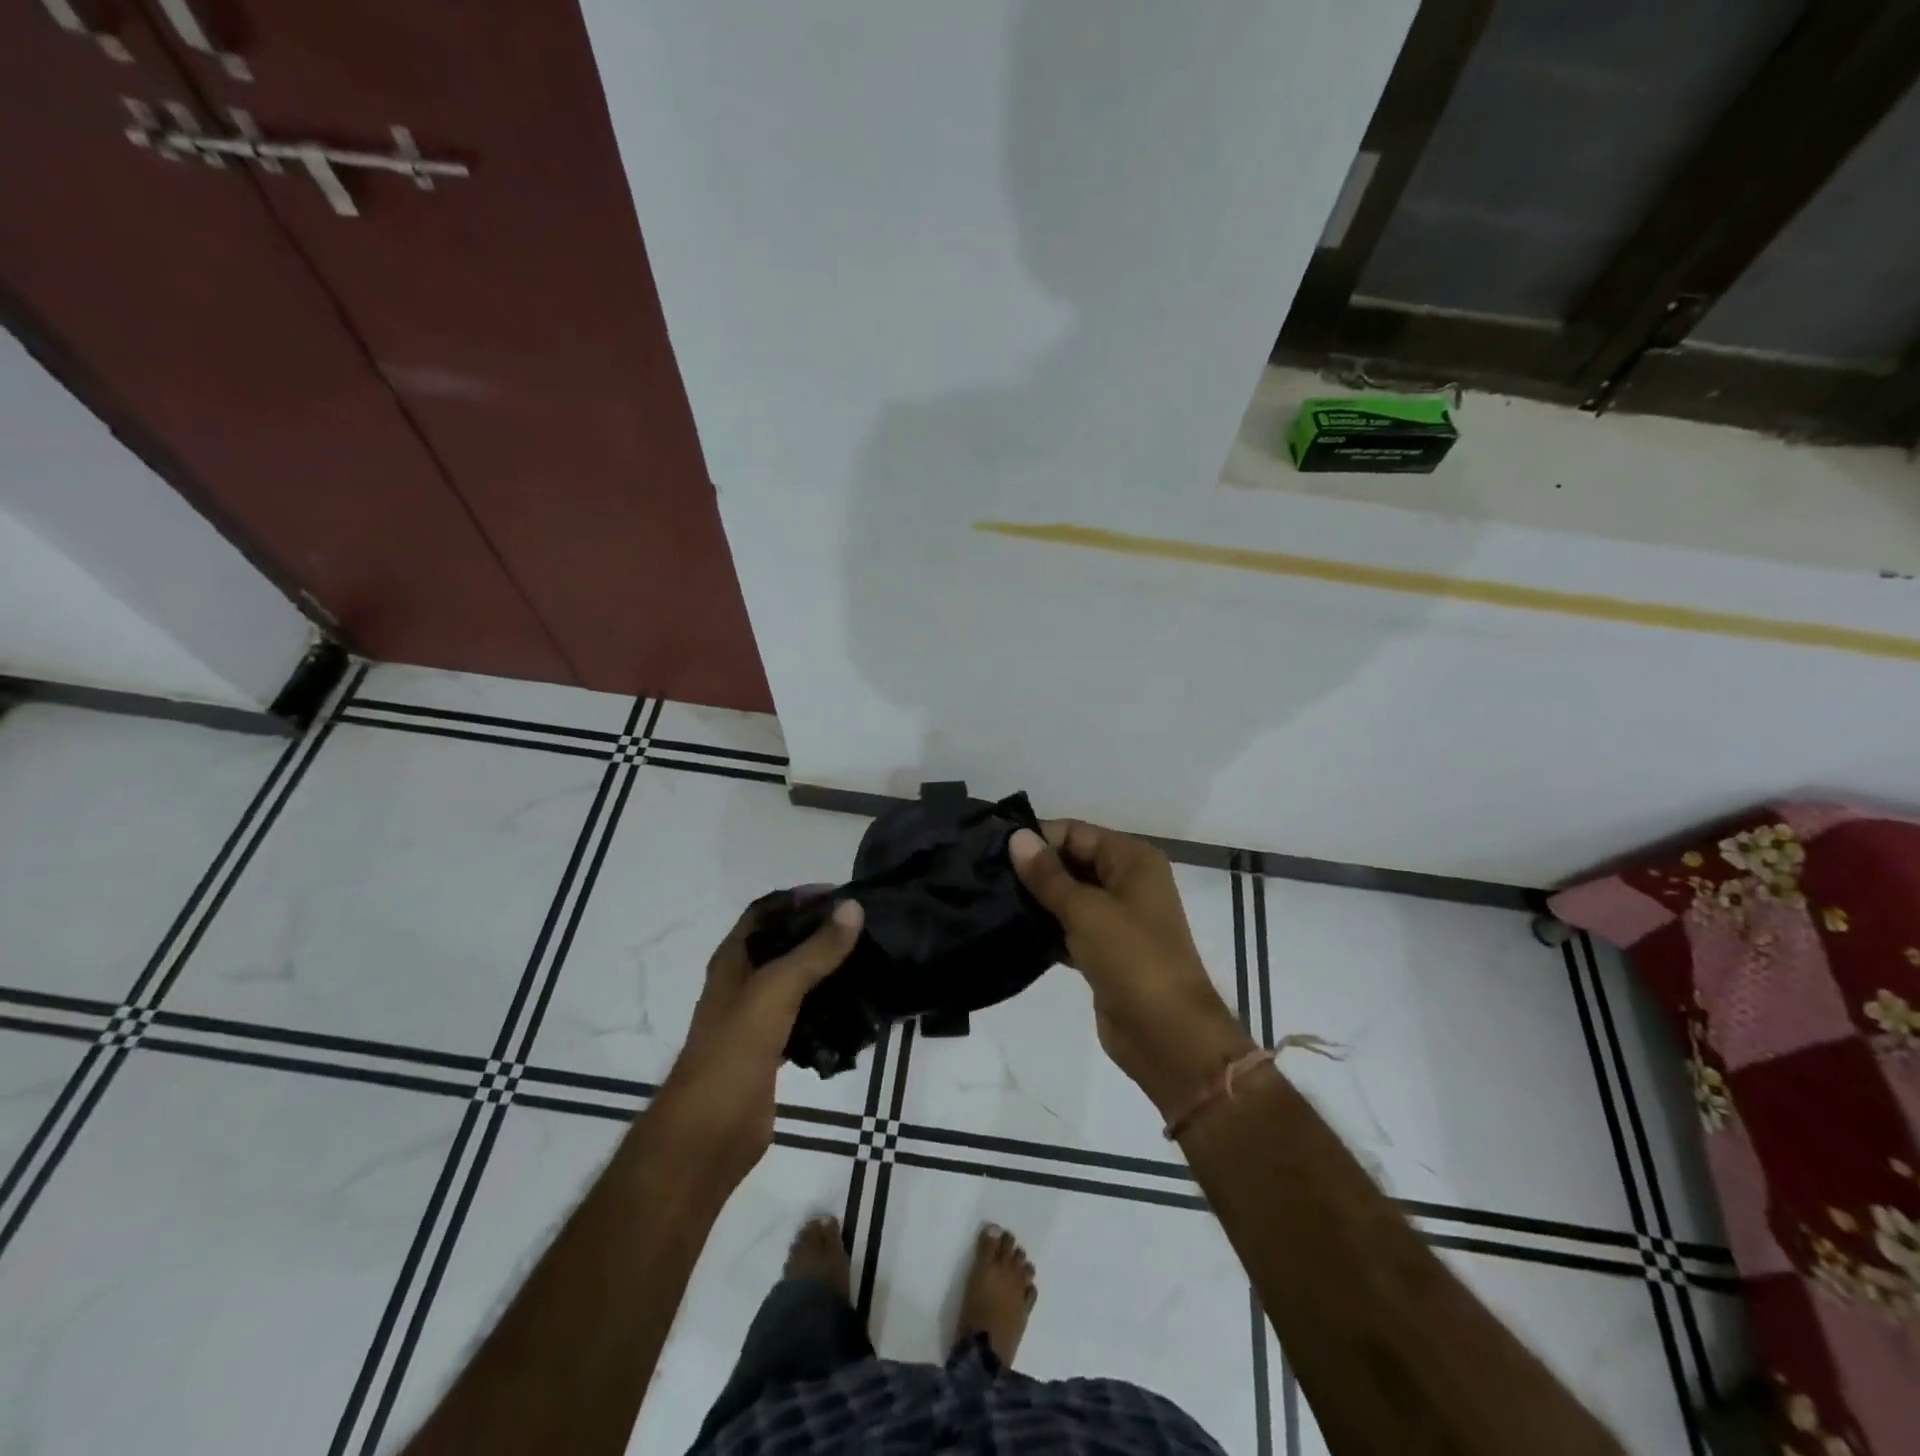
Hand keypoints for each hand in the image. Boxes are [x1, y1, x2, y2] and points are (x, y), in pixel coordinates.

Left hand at [649, 891, 862, 1191]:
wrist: (708, 1137)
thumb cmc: (733, 1052)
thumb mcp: (775, 991)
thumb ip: (815, 951)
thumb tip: (853, 907)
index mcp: (733, 961)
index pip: (765, 911)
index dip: (798, 898)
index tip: (841, 895)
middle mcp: (743, 984)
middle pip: (783, 945)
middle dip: (819, 933)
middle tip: (864, 928)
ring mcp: (757, 1020)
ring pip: (797, 983)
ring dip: (827, 972)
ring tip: (869, 963)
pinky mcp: (772, 1052)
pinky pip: (805, 1020)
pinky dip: (828, 1012)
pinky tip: (857, 1012)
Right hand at [1010, 821, 1253, 1117]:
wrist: (1168, 1035)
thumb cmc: (1132, 959)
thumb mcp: (1086, 910)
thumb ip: (1048, 875)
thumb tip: (1017, 837)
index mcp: (1133, 860)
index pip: (1076, 833)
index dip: (1038, 838)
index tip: (993, 850)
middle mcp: (1128, 882)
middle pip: (1073, 861)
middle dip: (1035, 868)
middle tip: (985, 875)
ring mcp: (1118, 919)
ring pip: (1070, 896)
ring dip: (1038, 899)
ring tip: (991, 898)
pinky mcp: (1106, 951)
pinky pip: (1070, 927)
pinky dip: (1047, 927)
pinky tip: (1012, 930)